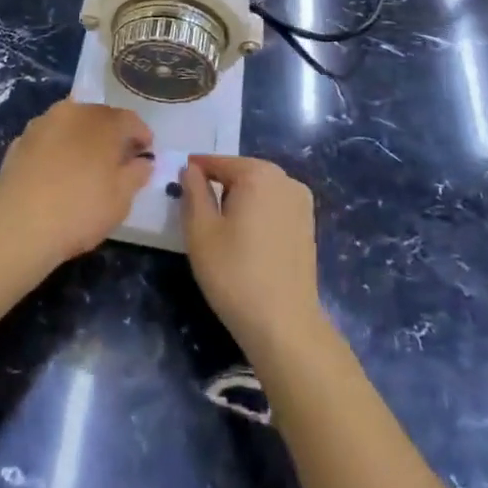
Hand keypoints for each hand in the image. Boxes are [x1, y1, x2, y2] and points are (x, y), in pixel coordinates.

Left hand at [0, 100, 153, 264]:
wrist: (20, 226)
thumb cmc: (80, 211)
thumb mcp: (121, 199)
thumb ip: (137, 174)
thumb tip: (143, 161)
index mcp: (102, 122)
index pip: (130, 119)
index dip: (141, 135)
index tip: (146, 153)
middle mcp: (72, 112)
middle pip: (99, 116)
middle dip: (111, 133)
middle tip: (118, 158)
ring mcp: (42, 124)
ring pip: (70, 124)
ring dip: (82, 137)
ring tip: (86, 163)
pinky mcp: (19, 141)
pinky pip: (48, 139)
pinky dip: (58, 148)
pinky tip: (58, 171)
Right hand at [182, 155, 323, 355]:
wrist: (284, 326)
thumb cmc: (234, 273)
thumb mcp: (200, 230)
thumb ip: (192, 191)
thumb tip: (190, 169)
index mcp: (258, 173)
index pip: (217, 162)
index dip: (195, 172)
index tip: (178, 186)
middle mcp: (285, 179)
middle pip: (240, 173)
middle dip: (218, 187)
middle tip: (197, 212)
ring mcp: (301, 202)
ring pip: (258, 190)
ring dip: (238, 201)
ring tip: (221, 230)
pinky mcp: (308, 225)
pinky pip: (274, 207)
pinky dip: (257, 214)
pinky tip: (246, 241)